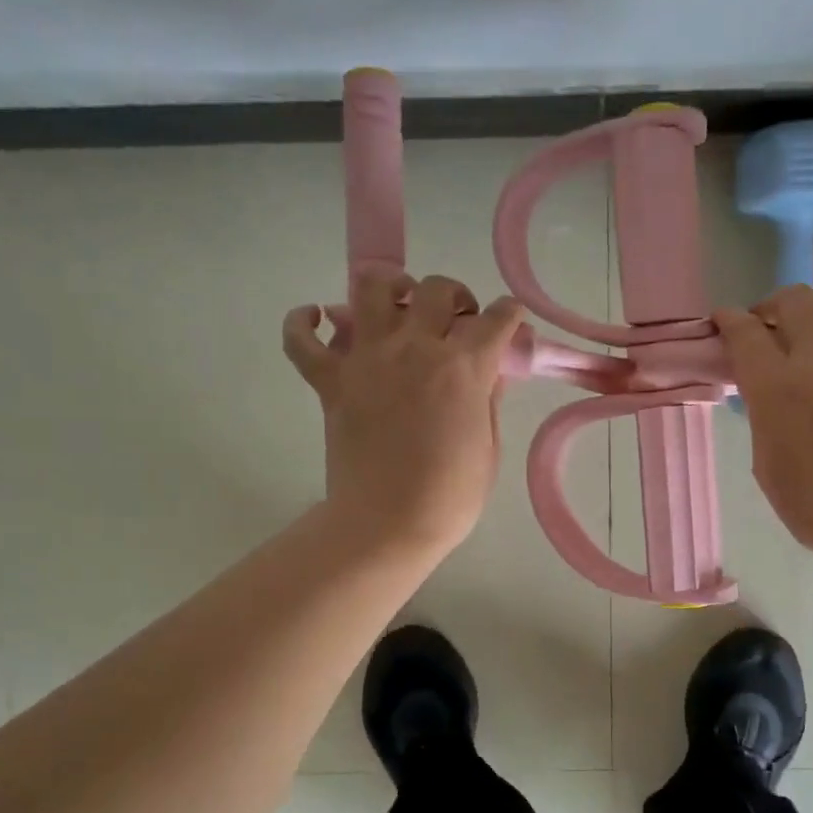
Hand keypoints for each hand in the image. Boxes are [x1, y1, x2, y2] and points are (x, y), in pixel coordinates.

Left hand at [285, 274, 524, 555]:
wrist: (388, 525)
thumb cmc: (450, 497)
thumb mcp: (488, 448)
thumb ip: (488, 400)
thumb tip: (488, 372)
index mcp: (464, 367)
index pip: (495, 319)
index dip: (509, 315)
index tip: (510, 321)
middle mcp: (416, 349)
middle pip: (436, 290)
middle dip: (454, 296)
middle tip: (455, 320)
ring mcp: (368, 360)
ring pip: (371, 288)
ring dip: (390, 287)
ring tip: (397, 306)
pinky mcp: (330, 381)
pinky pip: (301, 340)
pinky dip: (303, 323)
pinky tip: (316, 318)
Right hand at [715, 286, 812, 564]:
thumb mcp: (766, 461)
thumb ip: (763, 415)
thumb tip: (766, 395)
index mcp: (776, 385)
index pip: (745, 331)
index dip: (729, 320)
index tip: (722, 320)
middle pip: (793, 300)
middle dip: (772, 305)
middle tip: (767, 326)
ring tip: (810, 337)